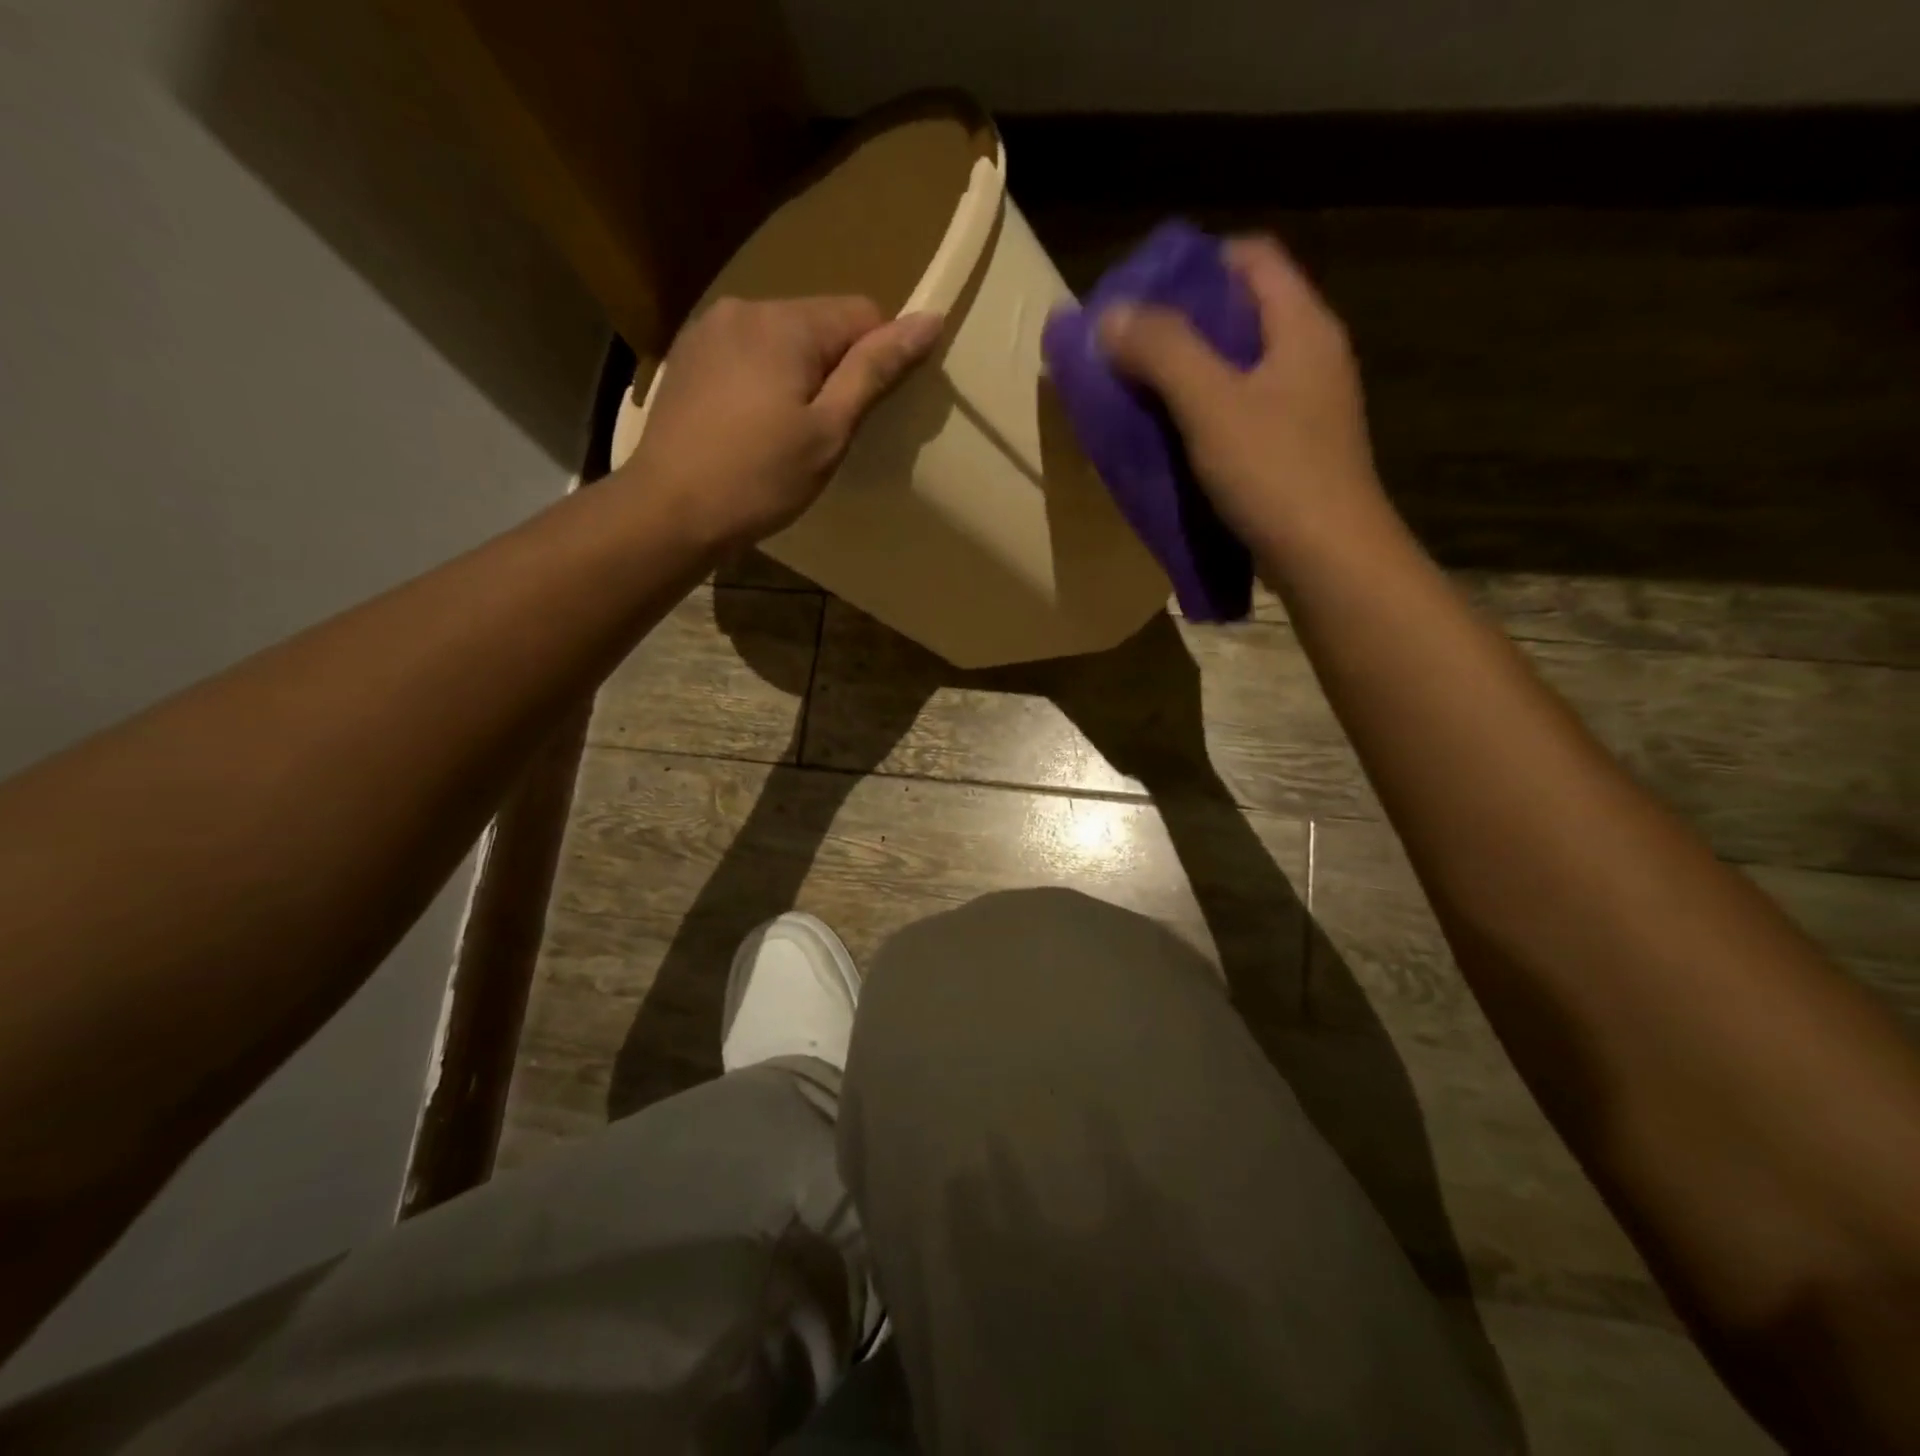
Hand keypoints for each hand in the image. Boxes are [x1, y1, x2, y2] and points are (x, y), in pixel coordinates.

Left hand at [622, 296, 942, 550]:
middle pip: (818, 323)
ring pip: (781, 340)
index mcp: (786, 322)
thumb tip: (928, 320)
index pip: (862, 313)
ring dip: (797, 375)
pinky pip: (746, 354)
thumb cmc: (759, 478)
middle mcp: (744, 308)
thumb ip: (875, 371)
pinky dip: (761, 381)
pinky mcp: (687, 357)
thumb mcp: (829, 431)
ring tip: (784, 433)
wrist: (669, 511)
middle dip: (834, 369)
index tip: (866, 413)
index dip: (878, 359)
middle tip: (824, 433)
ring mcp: (708, 330)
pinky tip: (749, 426)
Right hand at [1098, 237, 1383, 560]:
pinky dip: (1204, 415)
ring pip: (1240, 368)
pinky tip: (1172, 437)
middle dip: (1183, 324)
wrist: (1328, 558)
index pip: (1252, 258)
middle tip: (1128, 345)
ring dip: (1190, 373)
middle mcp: (1311, 357)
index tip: (1143, 291)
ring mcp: (1306, 408)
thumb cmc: (1275, 472)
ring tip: (1139, 391)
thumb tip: (1111, 315)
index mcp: (1303, 327)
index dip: (1197, 263)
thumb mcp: (1212, 405)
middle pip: (1244, 313)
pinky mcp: (1294, 451)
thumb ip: (1163, 352)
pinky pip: (1242, 413)